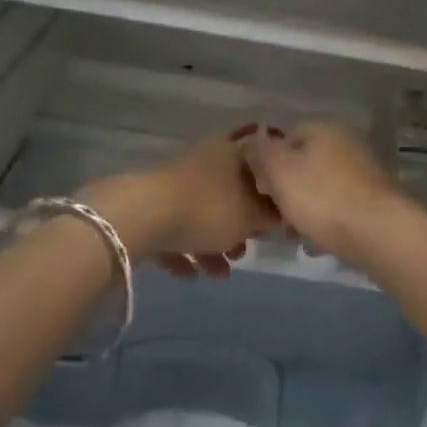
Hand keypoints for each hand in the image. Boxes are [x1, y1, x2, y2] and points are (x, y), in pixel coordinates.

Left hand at [85, 127, 279, 278]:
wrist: (143, 215)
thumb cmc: (208, 209)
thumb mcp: (251, 217)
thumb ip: (271, 216)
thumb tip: (283, 214)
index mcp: (231, 151)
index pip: (260, 163)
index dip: (271, 190)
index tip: (277, 216)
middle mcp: (204, 159)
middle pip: (230, 191)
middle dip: (239, 224)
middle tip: (246, 249)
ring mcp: (174, 182)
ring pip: (201, 212)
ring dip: (213, 244)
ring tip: (220, 273)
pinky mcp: (150, 204)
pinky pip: (174, 228)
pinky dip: (185, 250)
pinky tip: (191, 275)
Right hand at [242, 121, 405, 264]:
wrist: (379, 232)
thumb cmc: (322, 197)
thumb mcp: (279, 171)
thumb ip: (261, 153)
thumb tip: (254, 141)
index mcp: (324, 126)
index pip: (284, 136)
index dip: (266, 162)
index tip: (258, 190)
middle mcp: (346, 140)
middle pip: (304, 161)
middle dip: (287, 188)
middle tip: (274, 215)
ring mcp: (364, 168)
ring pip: (321, 184)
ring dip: (306, 206)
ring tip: (295, 232)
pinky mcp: (374, 196)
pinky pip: (340, 204)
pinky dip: (327, 218)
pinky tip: (320, 240)